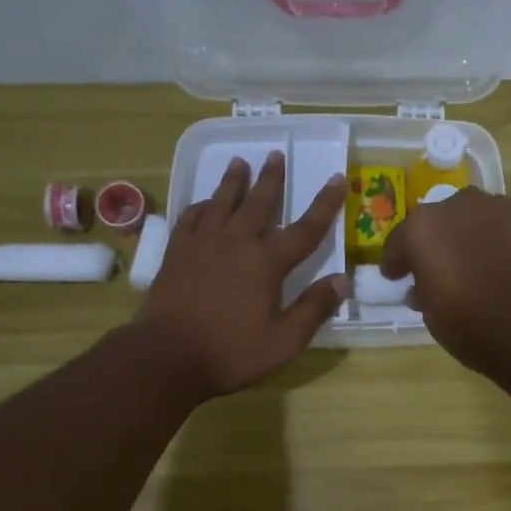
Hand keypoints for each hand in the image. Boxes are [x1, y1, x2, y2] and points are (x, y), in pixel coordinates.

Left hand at [135, 153, 348, 396]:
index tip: (338, 179)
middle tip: (276, 154)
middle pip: (258, 204)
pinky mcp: (176, 254)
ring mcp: (202, 245)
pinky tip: (203, 203)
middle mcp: (236, 243)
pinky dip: (200, 206)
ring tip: (239, 162)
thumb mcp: (284, 341)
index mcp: (266, 263)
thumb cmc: (231, 352)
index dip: (324, 205)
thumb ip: (314, 308)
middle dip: (271, 179)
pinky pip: (190, 218)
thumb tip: (343, 280)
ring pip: (221, 203)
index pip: (305, 229)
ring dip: (233, 182)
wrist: (166, 356)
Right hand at [380, 189, 510, 370]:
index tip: (395, 277)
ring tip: (473, 264)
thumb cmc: (469, 325)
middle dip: (434, 242)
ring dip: (468, 236)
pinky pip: (503, 228)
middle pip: (438, 221)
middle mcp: (458, 206)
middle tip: (437, 268)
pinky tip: (502, 265)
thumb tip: (424, 286)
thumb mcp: (430, 313)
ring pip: (473, 218)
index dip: (395, 262)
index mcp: (423, 228)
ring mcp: (498, 208)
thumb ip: (422, 289)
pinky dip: (497, 242)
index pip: (400, 241)